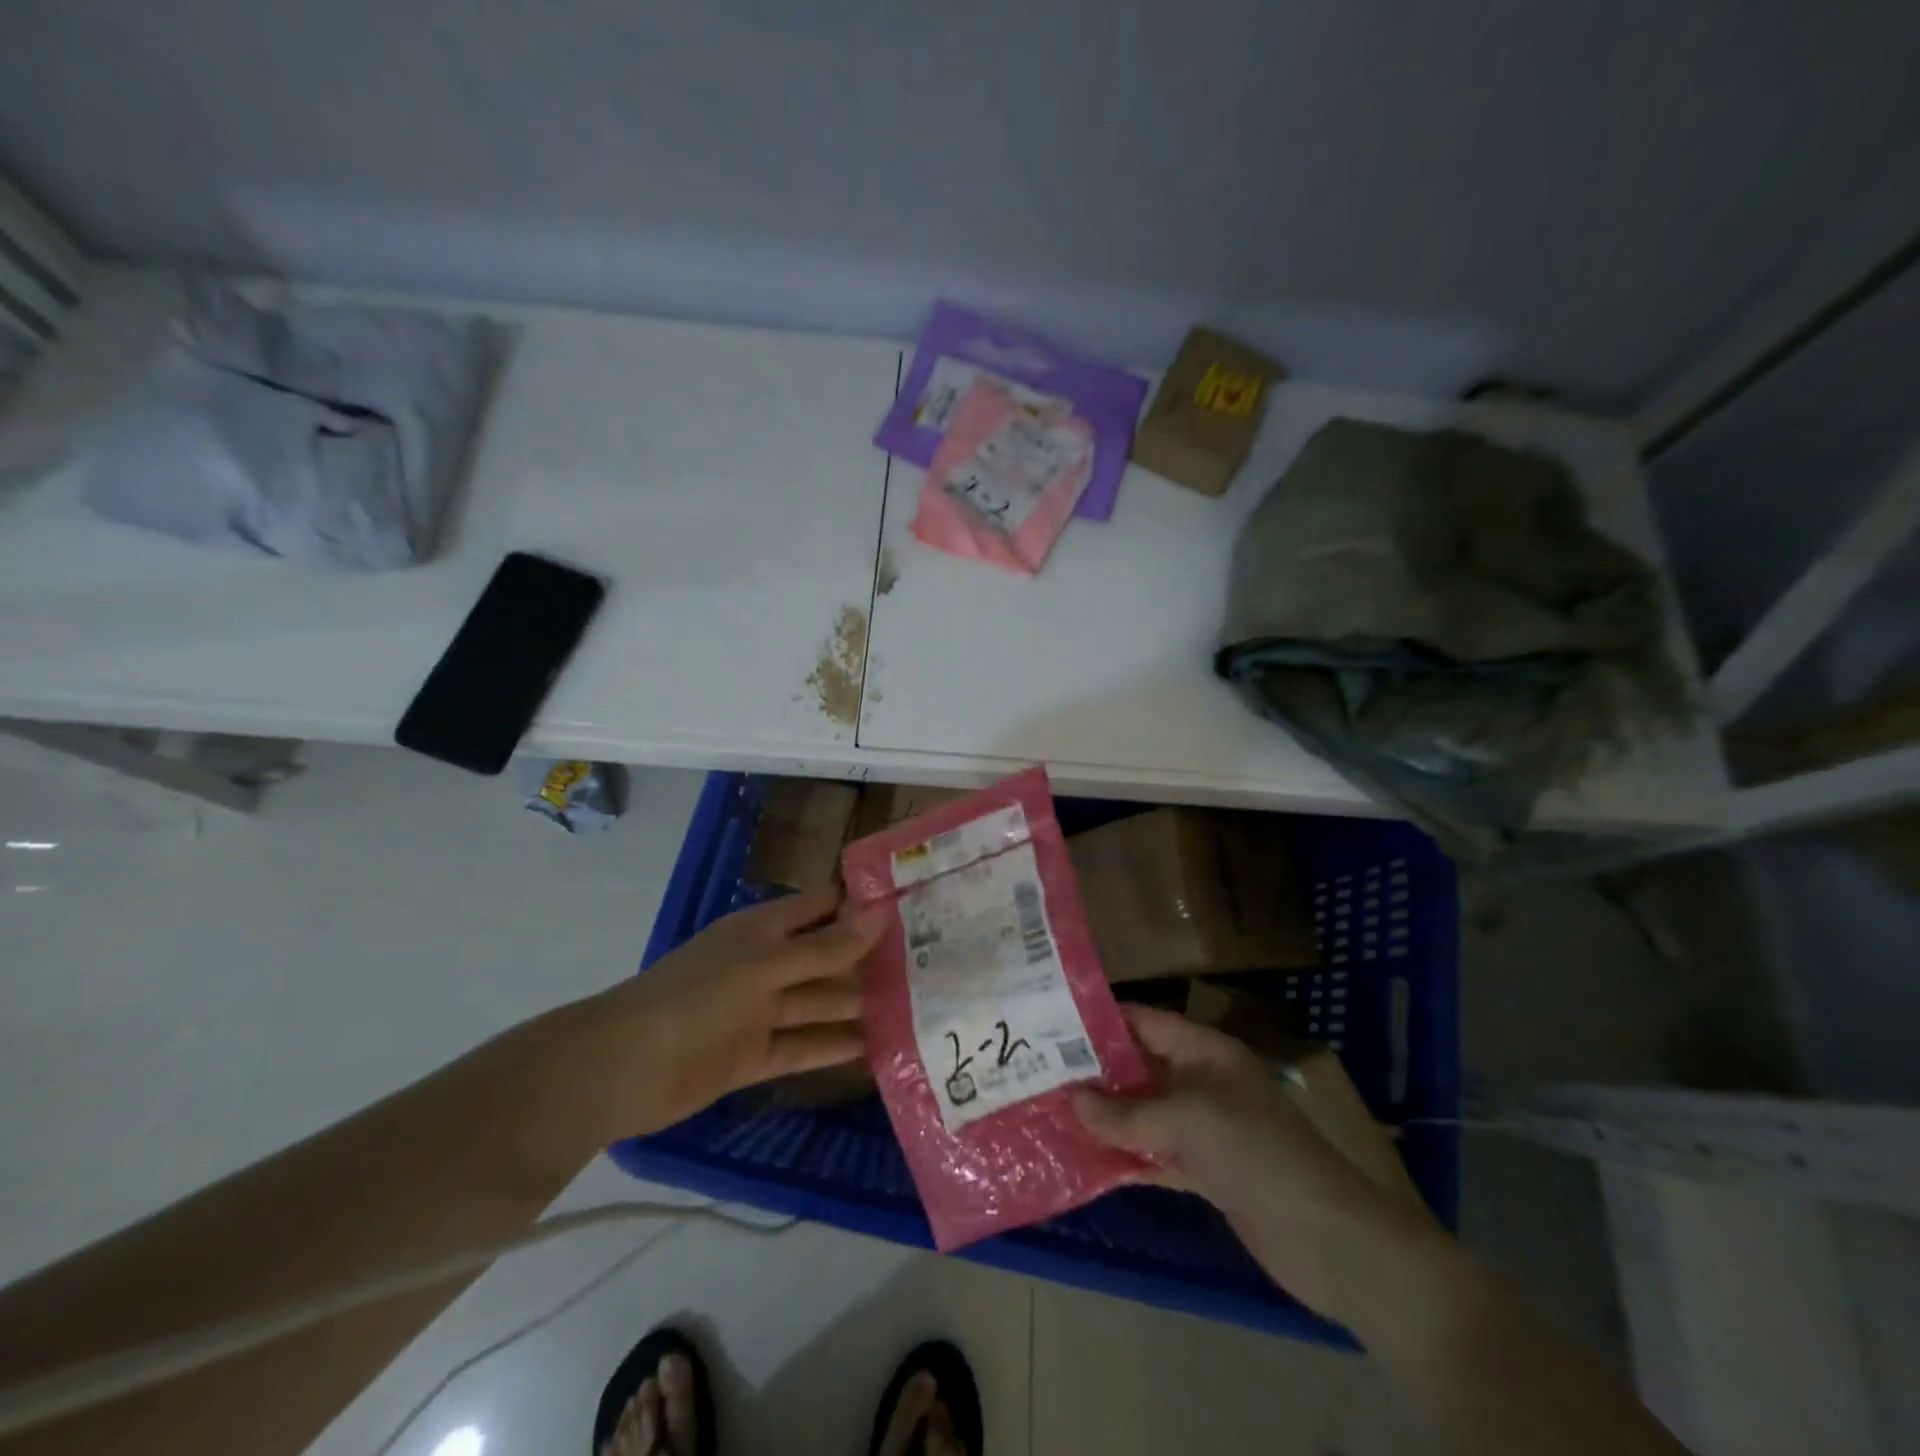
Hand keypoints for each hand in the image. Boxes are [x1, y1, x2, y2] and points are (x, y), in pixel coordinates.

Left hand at [593, 891, 886, 1136]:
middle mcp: (766, 964)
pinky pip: (804, 1046)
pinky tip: (877, 1049)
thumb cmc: (699, 996)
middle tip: (930, 966)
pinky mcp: (755, 1055)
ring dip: (858, 1006)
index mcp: (763, 930)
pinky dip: (835, 1047)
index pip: (821, 908)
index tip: (911, 908)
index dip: (860, 906)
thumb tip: (881, 916)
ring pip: (819, 1003)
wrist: (625, 1067)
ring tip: (914, 1009)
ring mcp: (760, 1011)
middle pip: (825, 957)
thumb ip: (824, 947)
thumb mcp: (766, 965)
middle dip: (867, 960)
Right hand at [1073, 1005, 1440, 1315]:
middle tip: (1039, 1071)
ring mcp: (1203, 1128)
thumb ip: (1128, 1114)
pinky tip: (1084, 1159)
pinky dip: (1125, 1155)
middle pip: (1139, 1067)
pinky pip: (1154, 1153)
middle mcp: (1201, 1081)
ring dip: (1105, 1116)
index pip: (1145, 1021)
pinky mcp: (1204, 1171)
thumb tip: (1072, 1101)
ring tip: (1051, 1111)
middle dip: (1094, 1071)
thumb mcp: (1189, 1121)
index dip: (1102, 1019)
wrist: (1328, 1240)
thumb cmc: (1257, 1153)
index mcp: (1205, 1052)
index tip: (1052, 1021)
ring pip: (1143, 1112)